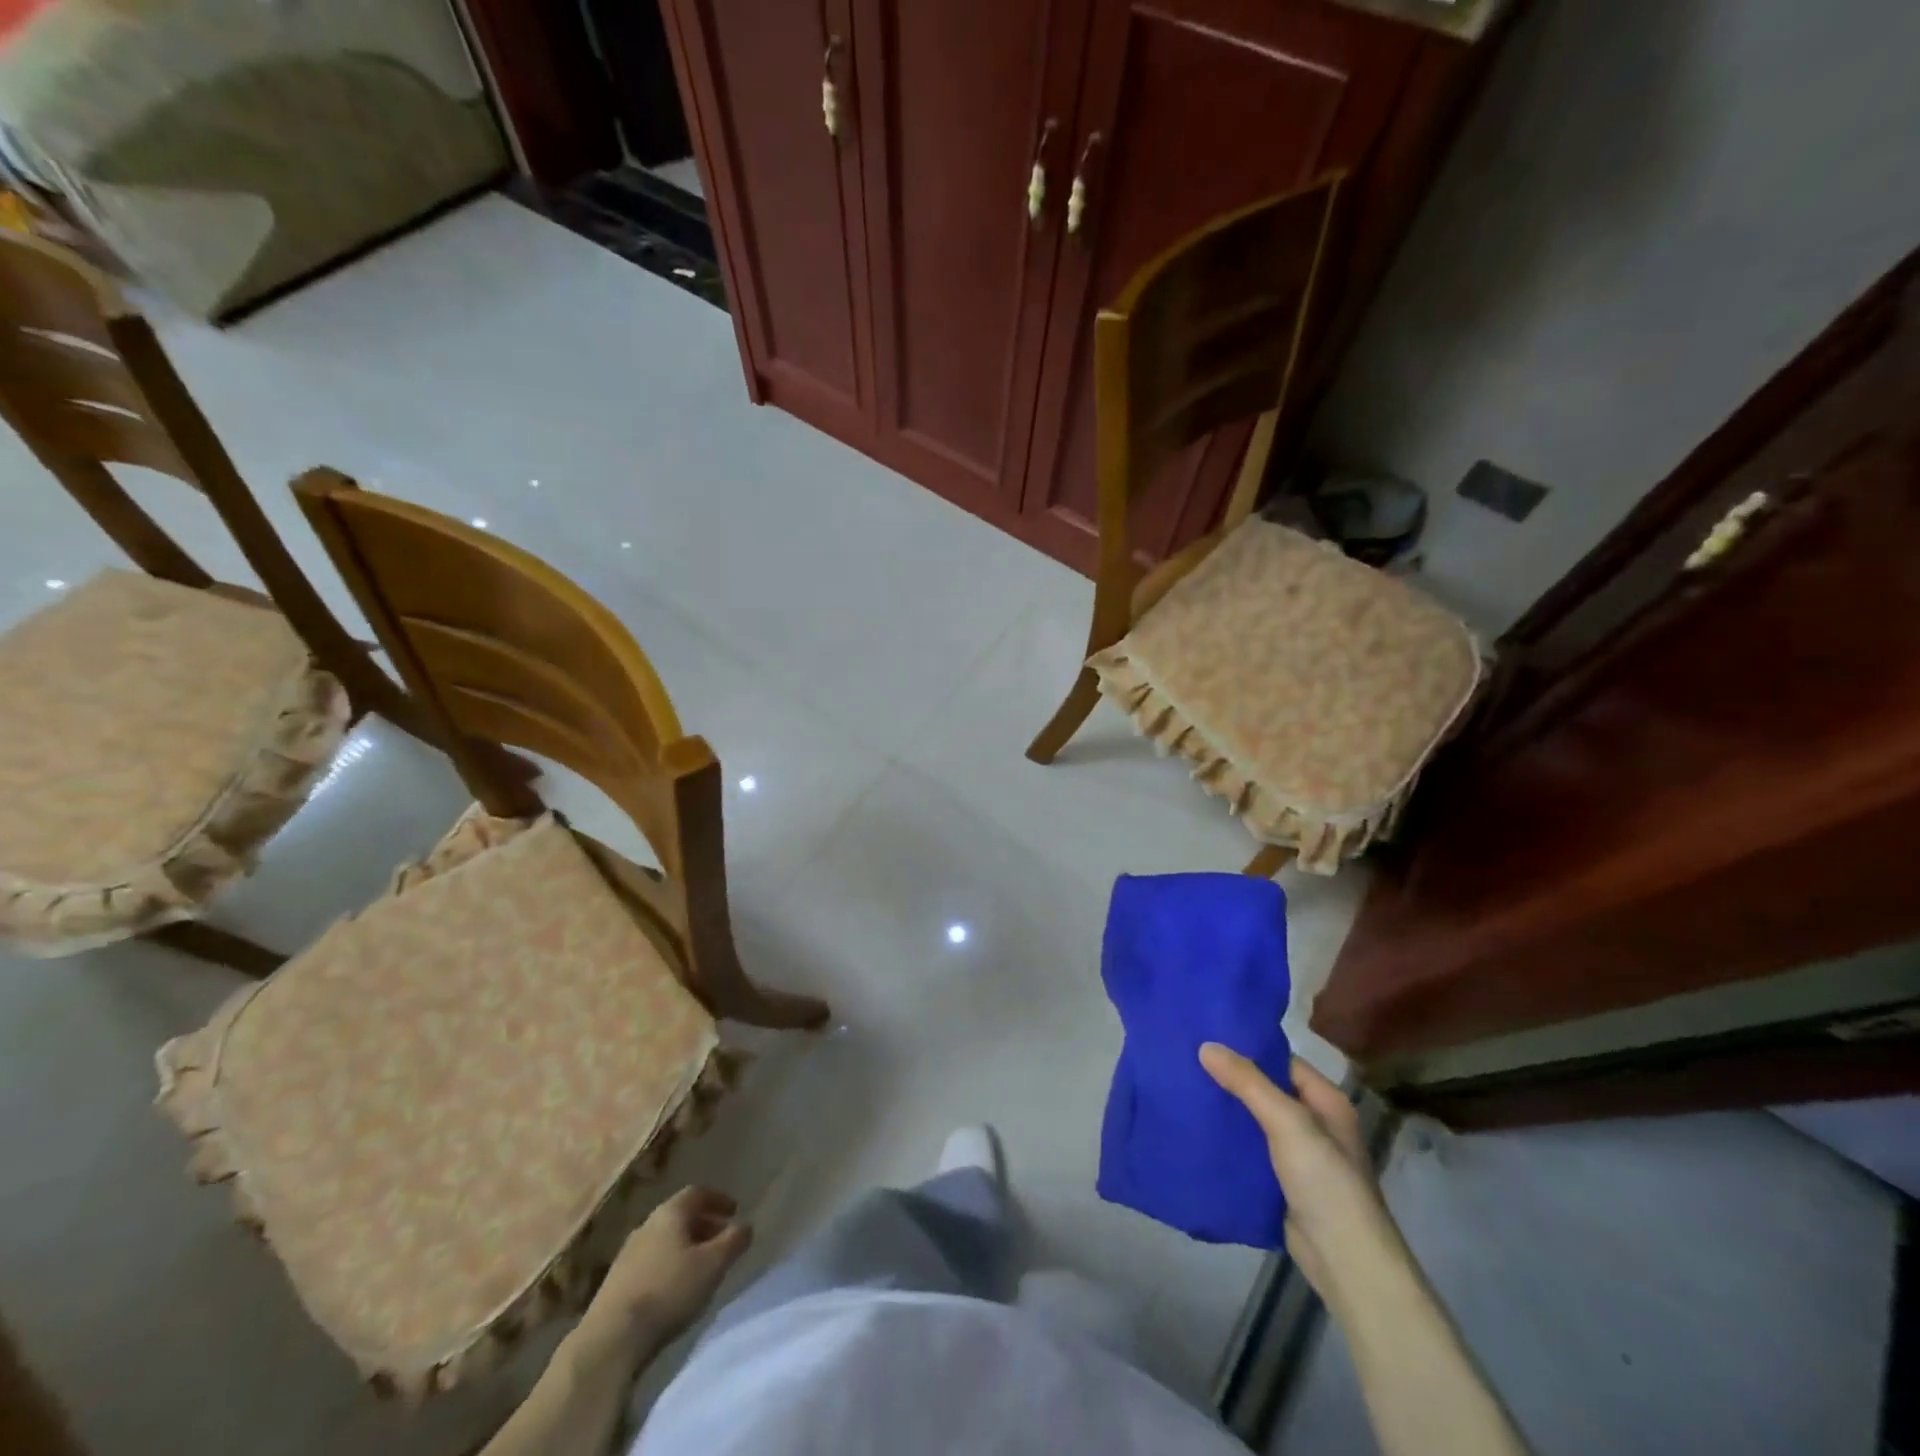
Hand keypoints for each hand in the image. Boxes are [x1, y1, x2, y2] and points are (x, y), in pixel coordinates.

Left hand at [579, 1187, 752, 1351]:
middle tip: (721, 1239)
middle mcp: (647, 1225)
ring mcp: (627, 1254)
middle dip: (703, 1225)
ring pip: (664, 1240)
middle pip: (680, 1216)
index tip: (734, 1211)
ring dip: (685, 1247)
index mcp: (670, 1213)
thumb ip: (734, 1241)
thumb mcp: (713, 1264)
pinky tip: (675, 1288)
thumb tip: (746, 1225)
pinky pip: (650, 1262)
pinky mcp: (615, 1283)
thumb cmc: (669, 1291)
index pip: (697, 1193)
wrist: (611, 1339)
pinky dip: (668, 1265)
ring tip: (701, 1267)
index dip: (718, 1199)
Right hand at [1199, 1045, 1403, 1307]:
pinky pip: (1248, 1151)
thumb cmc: (1325, 1181)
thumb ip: (1248, 1083)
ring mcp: (1297, 1156)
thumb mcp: (1288, 1122)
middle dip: (1230, 1079)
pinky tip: (1196, 1130)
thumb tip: (1206, 1046)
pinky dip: (1227, 1142)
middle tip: (1186, 1060)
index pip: (1282, 1061)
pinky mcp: (1280, 1183)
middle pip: (1265, 1090)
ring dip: (1225, 1110)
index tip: (1207, 1036)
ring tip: (1183, 1089)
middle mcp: (1314, 1124)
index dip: (1248, 1049)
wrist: (1343, 1261)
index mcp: (1326, 1102)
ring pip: (1253, 1122)